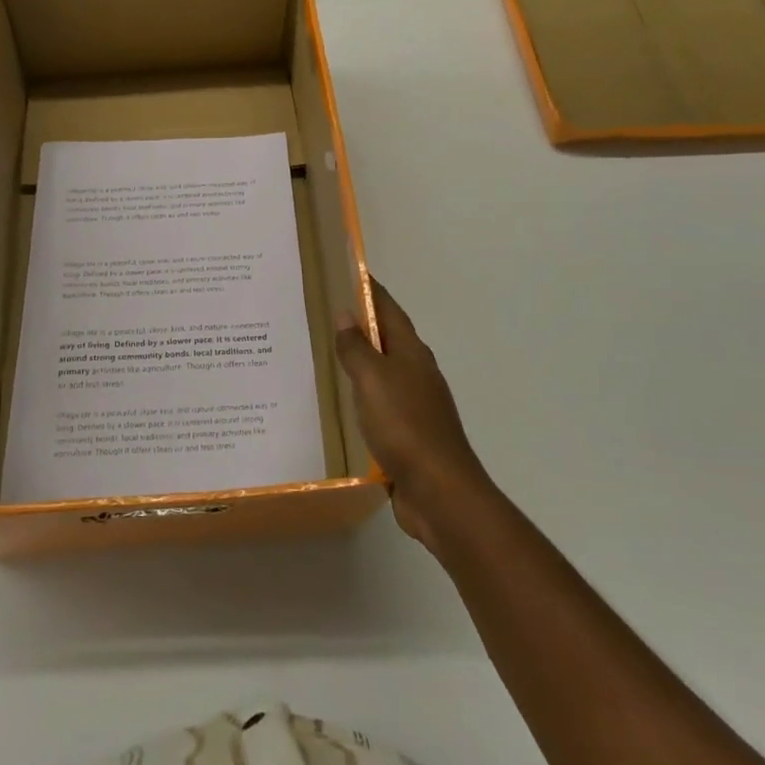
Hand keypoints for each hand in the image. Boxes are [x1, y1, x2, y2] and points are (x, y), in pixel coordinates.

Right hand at [336, 278, 495, 551]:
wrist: (439, 492)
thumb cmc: (405, 425)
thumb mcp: (372, 380)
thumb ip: (357, 348)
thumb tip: (346, 314)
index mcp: (411, 353)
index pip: (389, 310)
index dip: (370, 290)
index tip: (349, 272)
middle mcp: (416, 373)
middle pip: (387, 339)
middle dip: (361, 324)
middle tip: (324, 313)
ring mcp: (415, 405)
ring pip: (382, 373)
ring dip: (360, 361)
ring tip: (325, 355)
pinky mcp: (409, 435)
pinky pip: (379, 404)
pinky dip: (361, 396)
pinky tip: (342, 404)